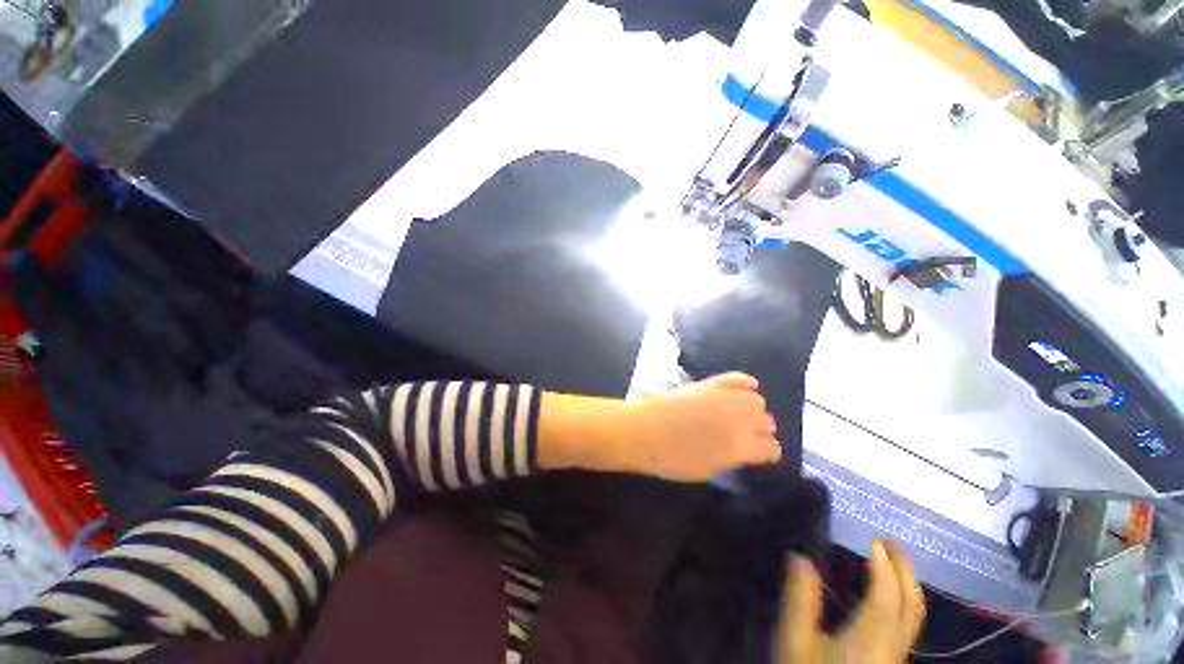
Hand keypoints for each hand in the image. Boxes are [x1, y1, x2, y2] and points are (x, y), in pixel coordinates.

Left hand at [537, 372, 780, 481]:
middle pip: (766, 421)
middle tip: (745, 435)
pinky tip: (747, 388)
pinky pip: (738, 378)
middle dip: (760, 430)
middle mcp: (740, 419)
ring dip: (753, 409)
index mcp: (741, 446)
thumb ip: (733, 457)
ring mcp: (725, 397)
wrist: (645, 430)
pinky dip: (745, 384)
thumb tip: (744, 449)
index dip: (767, 453)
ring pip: (757, 400)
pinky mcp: (710, 383)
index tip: (760, 455)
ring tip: (740, 414)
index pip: (771, 448)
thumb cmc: (672, 458)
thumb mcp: (708, 469)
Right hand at [778, 541, 925, 663]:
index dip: (884, 566)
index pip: (886, 595)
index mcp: (870, 638)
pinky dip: (901, 602)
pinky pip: (906, 626)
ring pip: (914, 618)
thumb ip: (799, 599)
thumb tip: (800, 557)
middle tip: (890, 543)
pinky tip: (887, 599)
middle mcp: (892, 646)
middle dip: (905, 572)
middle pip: (911, 606)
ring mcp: (895, 658)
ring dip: (907, 586)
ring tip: (892, 563)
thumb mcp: (795, 642)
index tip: (874, 540)